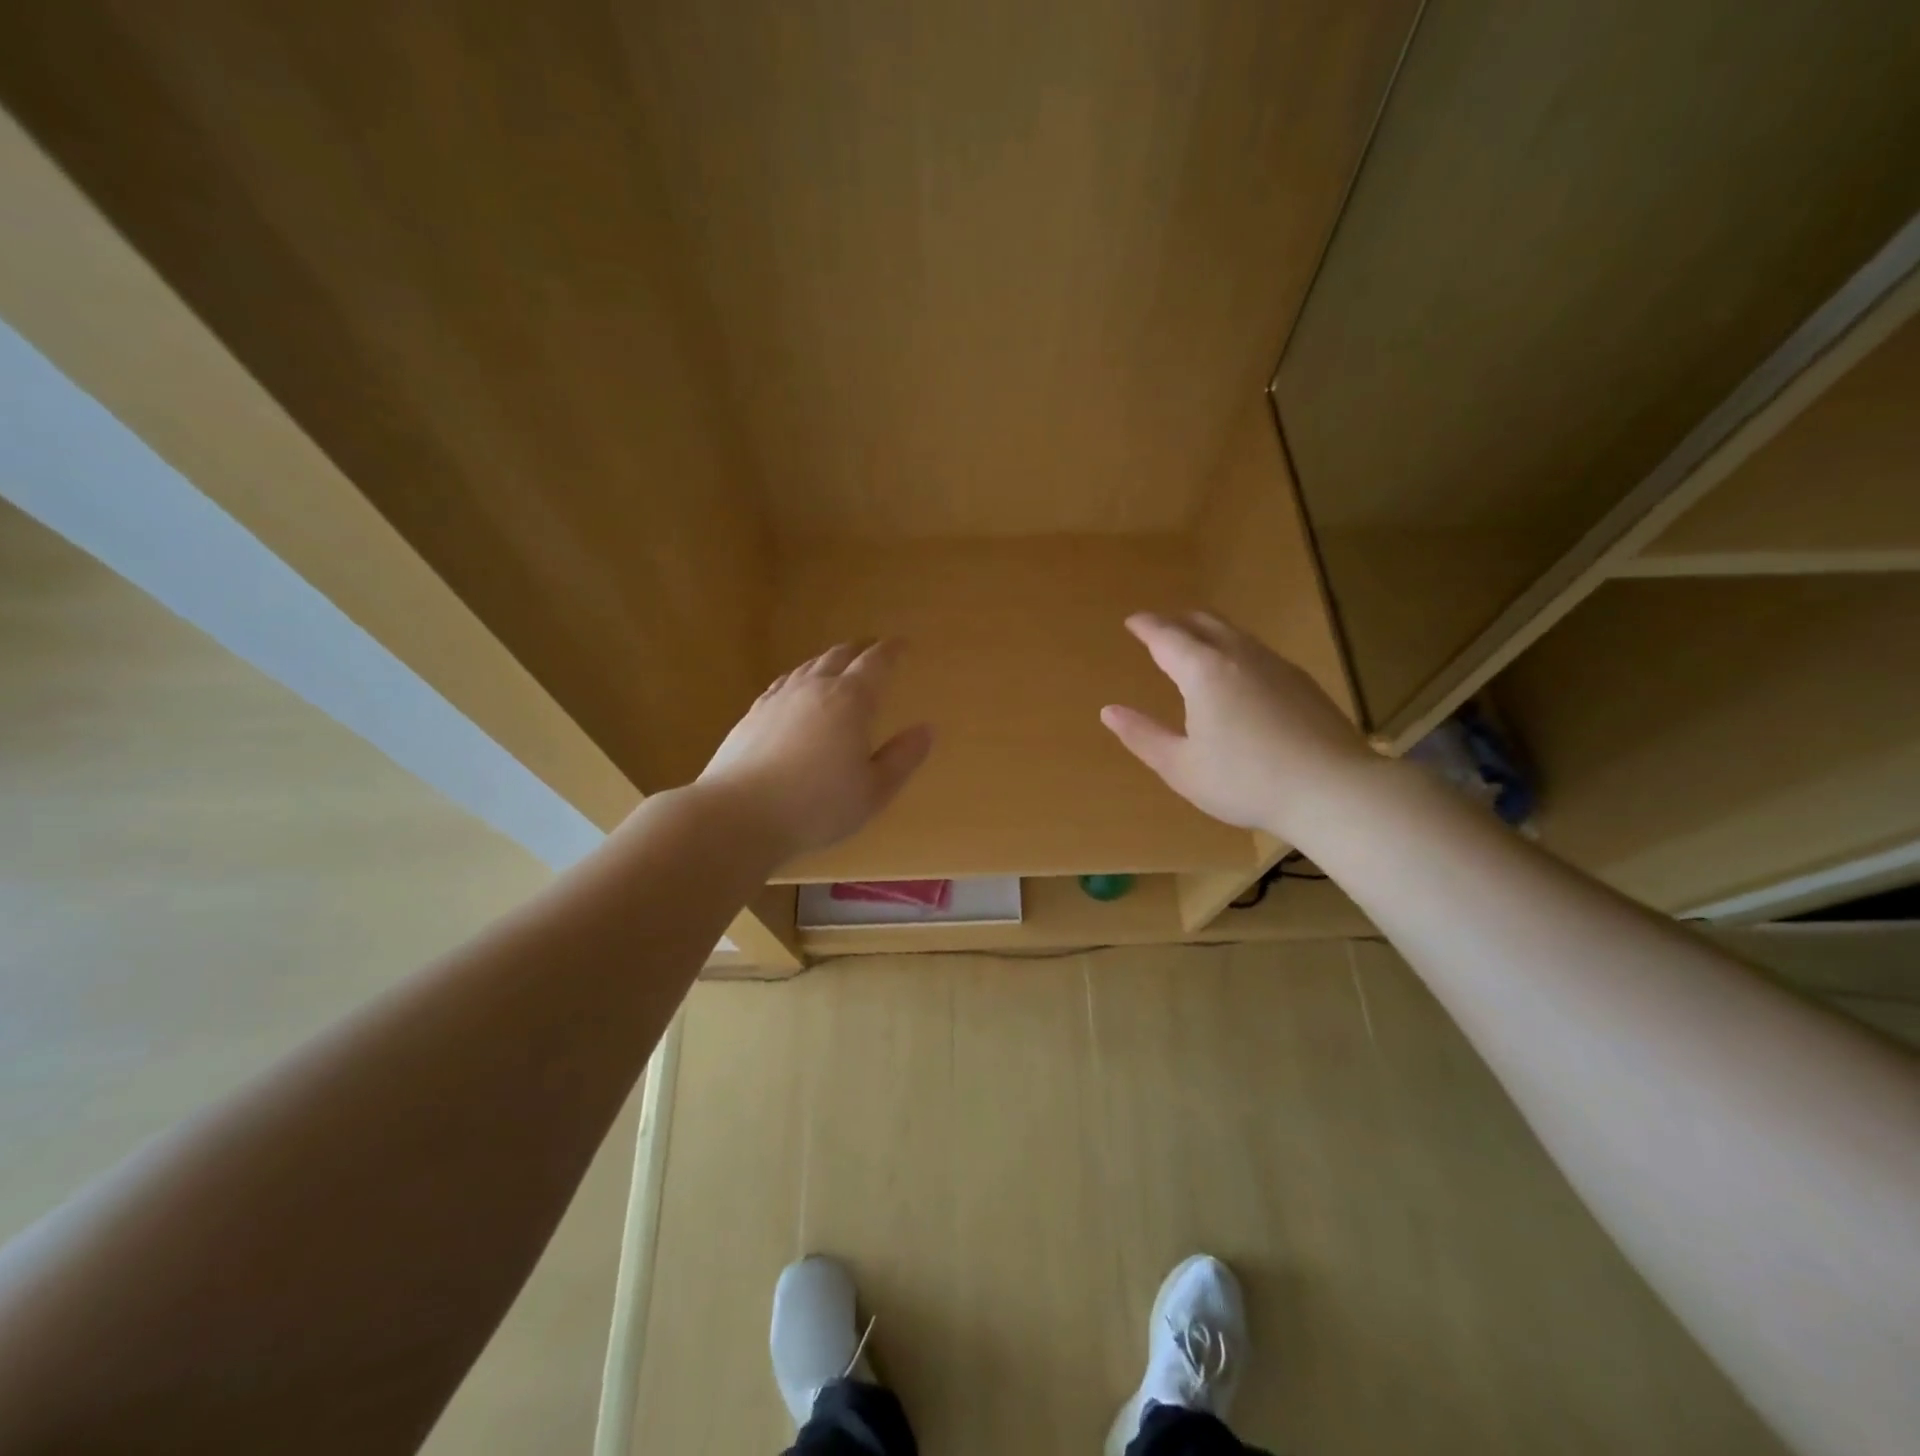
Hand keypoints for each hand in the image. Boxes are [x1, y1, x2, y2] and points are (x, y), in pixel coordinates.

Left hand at [698, 639, 933, 863]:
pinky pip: (782, 684)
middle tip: (871, 648)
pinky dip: (798, 679)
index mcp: (851, 701)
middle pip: (839, 657)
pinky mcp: (751, 715)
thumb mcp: (873, 790)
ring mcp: (778, 699)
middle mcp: (814, 689)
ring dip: (827, 661)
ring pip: (808, 667)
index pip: (875, 664)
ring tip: (836, 664)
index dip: (891, 651)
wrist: (739, 815)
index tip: (902, 644)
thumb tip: (926, 730)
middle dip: (859, 649)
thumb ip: (902, 758)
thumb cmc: (817, 805)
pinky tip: (794, 690)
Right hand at [1101, 612, 1374, 839]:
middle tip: (1159, 628)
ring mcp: (1275, 665)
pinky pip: (1256, 650)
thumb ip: (1143, 736)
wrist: (1332, 789)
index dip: (1146, 626)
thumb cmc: (1245, 781)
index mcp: (1204, 672)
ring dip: (1207, 632)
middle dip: (1176, 621)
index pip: (1167, 636)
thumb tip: (1109, 711)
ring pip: (1234, 633)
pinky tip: (1236, 674)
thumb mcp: (1181, 767)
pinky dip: (1233, 649)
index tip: (1132, 621)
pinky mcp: (1300, 681)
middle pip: (1204, 623)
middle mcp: (1239, 656)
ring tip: (1193, 646)